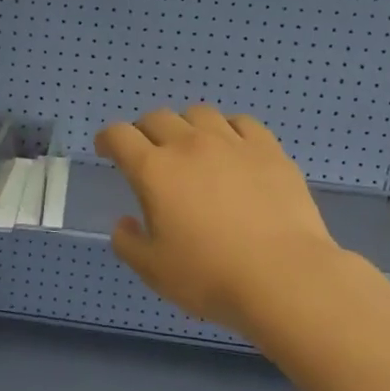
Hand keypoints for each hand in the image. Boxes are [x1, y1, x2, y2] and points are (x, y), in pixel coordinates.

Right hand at [95, 106, 338, 331]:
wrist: (283, 276)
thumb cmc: (209, 276)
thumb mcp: (153, 270)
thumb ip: (128, 243)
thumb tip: (125, 223)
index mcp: (154, 171)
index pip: (120, 135)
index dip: (108, 138)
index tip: (107, 149)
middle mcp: (190, 145)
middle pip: (157, 118)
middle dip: (143, 131)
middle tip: (146, 152)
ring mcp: (233, 143)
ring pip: (199, 114)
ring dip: (185, 125)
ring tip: (190, 146)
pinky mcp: (269, 150)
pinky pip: (242, 123)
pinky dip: (227, 130)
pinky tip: (231, 148)